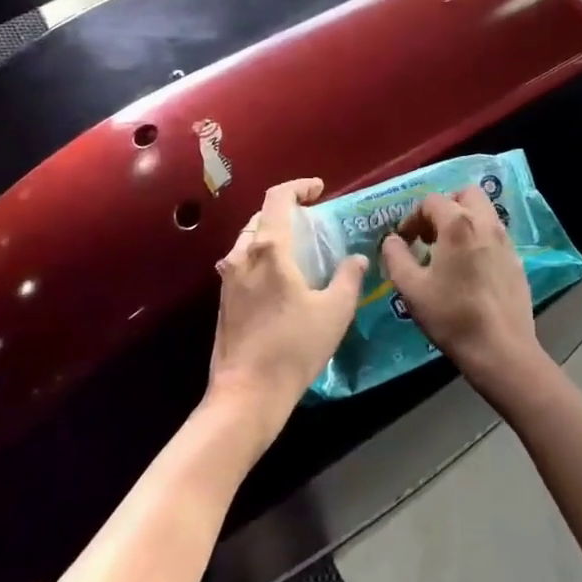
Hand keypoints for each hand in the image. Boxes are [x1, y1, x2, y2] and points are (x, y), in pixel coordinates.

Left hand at [206, 179, 366, 442]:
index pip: (278, 198)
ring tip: (298, 249)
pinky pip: (243, 262)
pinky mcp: (224, 299)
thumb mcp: (334, 312)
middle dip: (287, 212)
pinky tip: (280, 279)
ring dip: (272, 234)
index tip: (319, 190)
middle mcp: (243, 255)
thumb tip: (357, 258)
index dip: (299, 187)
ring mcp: (228, 277)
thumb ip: (348, 278)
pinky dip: (261, 256)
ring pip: (249, 240)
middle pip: (262, 217)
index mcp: (269, 249)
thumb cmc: (293, 348)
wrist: (246, 394)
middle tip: (313, 221)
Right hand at [380, 188, 545, 402]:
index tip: (405, 241)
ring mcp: (506, 241)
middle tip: (431, 233)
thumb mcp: (411, 288)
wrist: (501, 350)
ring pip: (484, 212)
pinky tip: (469, 268)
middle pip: (465, 194)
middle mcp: (485, 223)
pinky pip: (495, 234)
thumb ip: (396, 257)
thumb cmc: (452, 316)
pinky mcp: (517, 260)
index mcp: (458, 224)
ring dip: (464, 220)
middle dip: (445, 206)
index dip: (413, 218)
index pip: (431, 201)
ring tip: (448, 250)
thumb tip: (392, 240)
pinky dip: (479, 238)